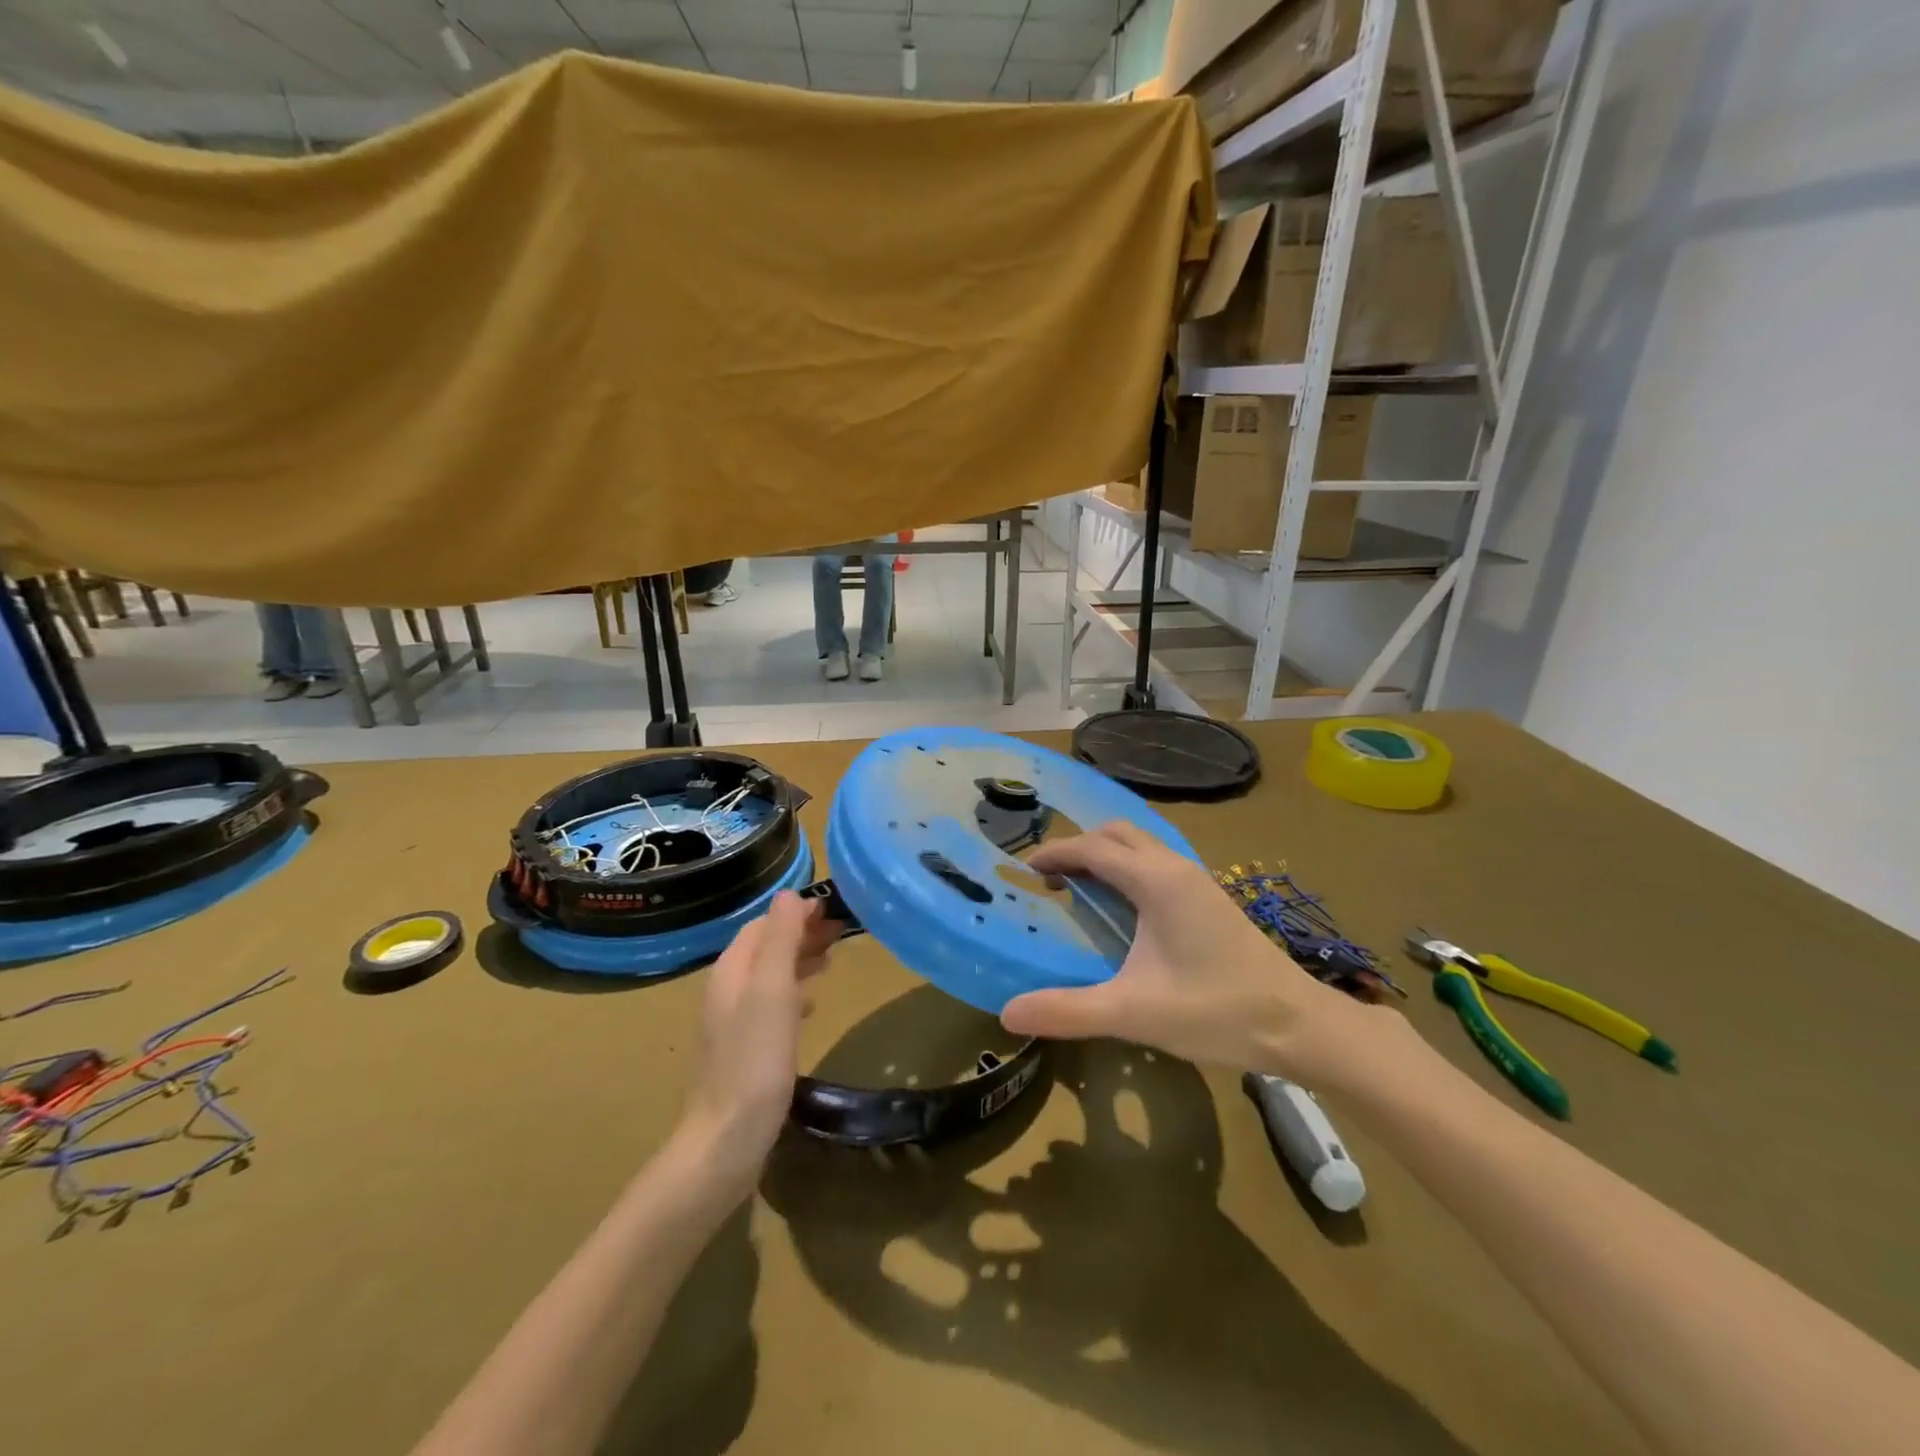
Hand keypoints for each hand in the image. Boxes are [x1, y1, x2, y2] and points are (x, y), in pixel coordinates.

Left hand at [682, 892, 838, 1181]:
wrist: (728, 1138)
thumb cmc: (755, 1058)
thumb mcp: (772, 990)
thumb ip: (780, 940)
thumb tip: (790, 894)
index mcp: (732, 970)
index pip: (763, 925)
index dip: (795, 913)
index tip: (833, 908)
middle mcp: (728, 989)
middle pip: (765, 947)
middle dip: (800, 933)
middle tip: (841, 930)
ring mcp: (734, 1021)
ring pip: (770, 975)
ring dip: (799, 960)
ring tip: (832, 959)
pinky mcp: (745, 1049)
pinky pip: (771, 1004)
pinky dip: (794, 992)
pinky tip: (810, 1004)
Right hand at [999, 823, 1402, 1089]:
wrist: (1300, 1026)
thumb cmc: (1217, 1011)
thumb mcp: (1134, 1013)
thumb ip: (1068, 1011)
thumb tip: (1007, 1013)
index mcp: (1157, 882)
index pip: (1093, 848)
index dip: (1055, 853)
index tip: (1023, 870)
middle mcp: (1176, 868)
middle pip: (1118, 835)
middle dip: (1079, 847)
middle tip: (1050, 879)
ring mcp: (1198, 882)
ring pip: (1141, 847)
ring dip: (1106, 856)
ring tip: (1079, 890)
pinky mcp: (1210, 900)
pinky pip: (1157, 865)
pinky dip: (1128, 870)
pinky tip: (1123, 911)